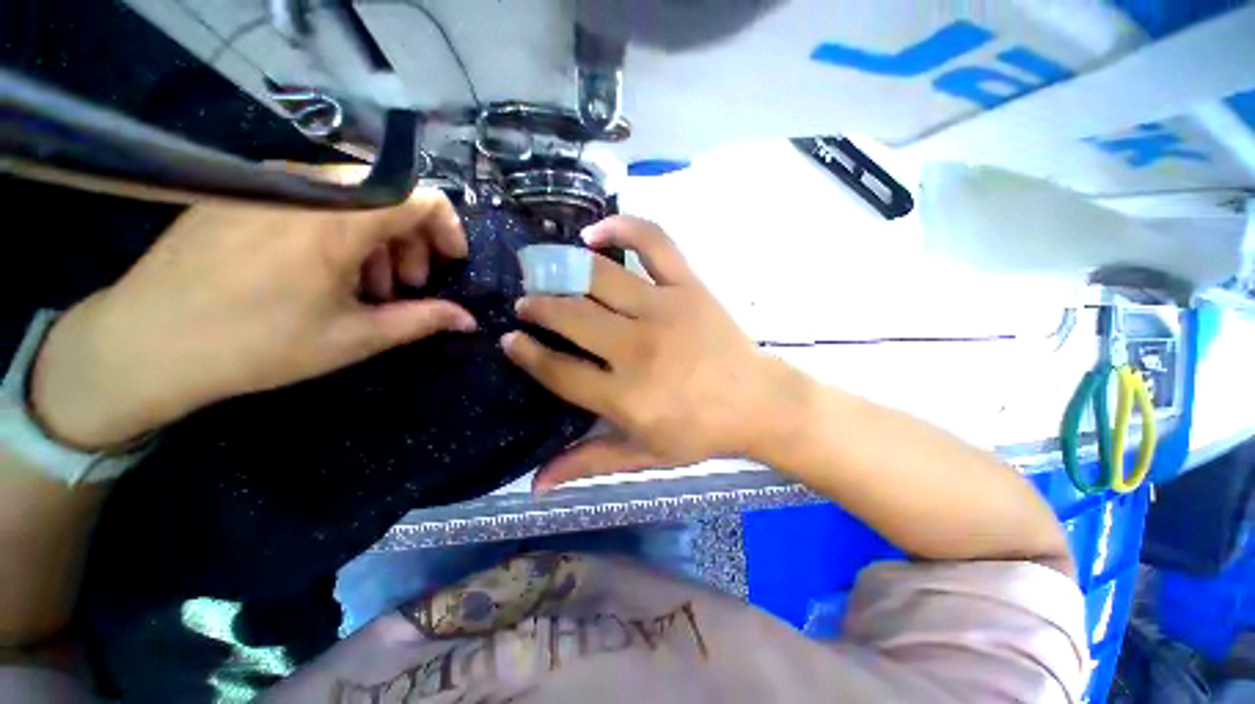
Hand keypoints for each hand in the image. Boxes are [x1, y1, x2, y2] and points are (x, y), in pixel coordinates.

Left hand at [31, 184, 475, 449]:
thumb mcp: (354, 337)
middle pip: (389, 195)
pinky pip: (313, 198)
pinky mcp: (243, 192)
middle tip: (410, 284)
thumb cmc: (257, 345)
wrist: (144, 343)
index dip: (447, 226)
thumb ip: (421, 321)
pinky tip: (323, 271)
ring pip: (352, 197)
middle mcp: (307, 187)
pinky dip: (338, 231)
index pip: (419, 195)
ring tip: (367, 286)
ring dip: (377, 239)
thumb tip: (468, 321)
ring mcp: (270, 184)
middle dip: (413, 240)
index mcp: (338, 220)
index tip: (452, 260)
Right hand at [503, 216, 806, 491]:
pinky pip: (652, 242)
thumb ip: (588, 464)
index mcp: (626, 397)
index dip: (526, 354)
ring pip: (599, 278)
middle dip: (537, 307)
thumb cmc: (700, 432)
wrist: (758, 402)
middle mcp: (638, 349)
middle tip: (526, 304)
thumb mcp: (643, 456)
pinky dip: (621, 227)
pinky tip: (594, 233)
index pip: (558, 370)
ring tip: (545, 271)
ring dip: (561, 271)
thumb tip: (535, 486)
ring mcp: (665, 310)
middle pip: (570, 317)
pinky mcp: (689, 286)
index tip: (511, 341)